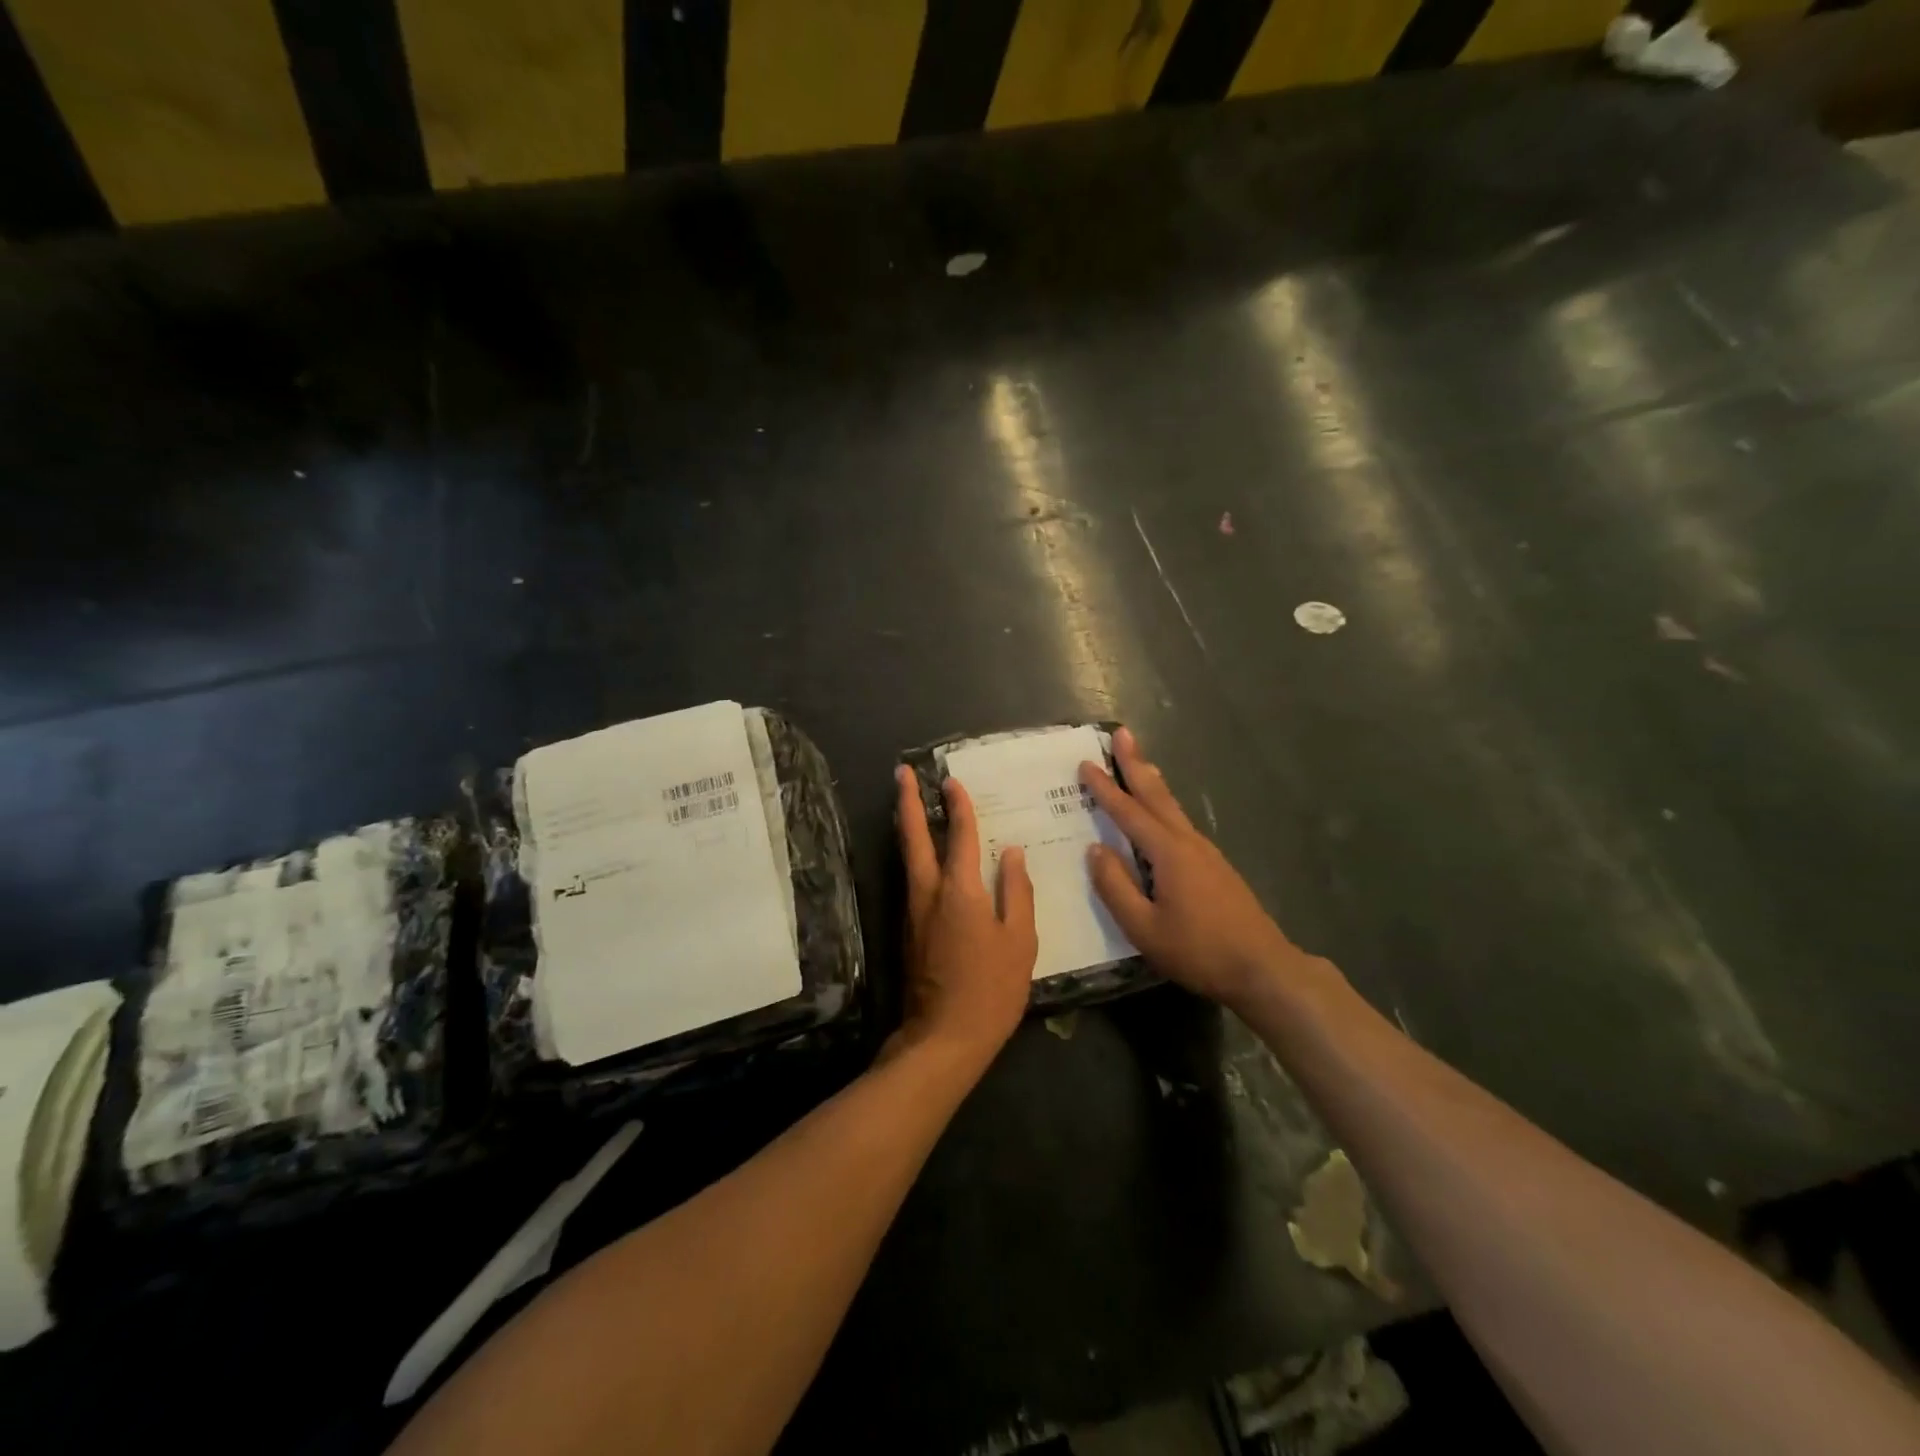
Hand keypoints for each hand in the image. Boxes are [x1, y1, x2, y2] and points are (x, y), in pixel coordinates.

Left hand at [892, 765, 1037, 1067]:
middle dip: (908, 802)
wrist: (944, 1038)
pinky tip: (926, 857)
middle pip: (913, 837)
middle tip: (901, 773)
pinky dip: (915, 856)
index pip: (960, 835)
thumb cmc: (992, 989)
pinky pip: (912, 879)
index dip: (958, 806)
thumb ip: (1016, 892)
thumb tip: (1013, 853)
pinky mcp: (908, 930)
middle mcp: (928, 892)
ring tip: (909, 803)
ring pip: (907, 857)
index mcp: (959, 890)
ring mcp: (913, 911)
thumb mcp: (1019, 940)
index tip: (952, 780)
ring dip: (907, 826)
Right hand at [1080, 728, 1304, 1008]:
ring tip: (1139, 762)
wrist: (1262, 968)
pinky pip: (1180, 824)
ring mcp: (1206, 852)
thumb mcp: (1144, 928)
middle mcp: (1187, 842)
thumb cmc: (1198, 950)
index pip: (1128, 812)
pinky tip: (1161, 813)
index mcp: (1168, 852)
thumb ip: (1115, 887)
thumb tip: (1095, 850)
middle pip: (1156, 795)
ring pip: (1172, 807)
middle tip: (1122, 733)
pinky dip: (1163, 806)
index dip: (1105, 788)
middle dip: (1136, 763)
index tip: (1085, 763)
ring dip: (1151, 781)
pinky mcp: (1215, 866)